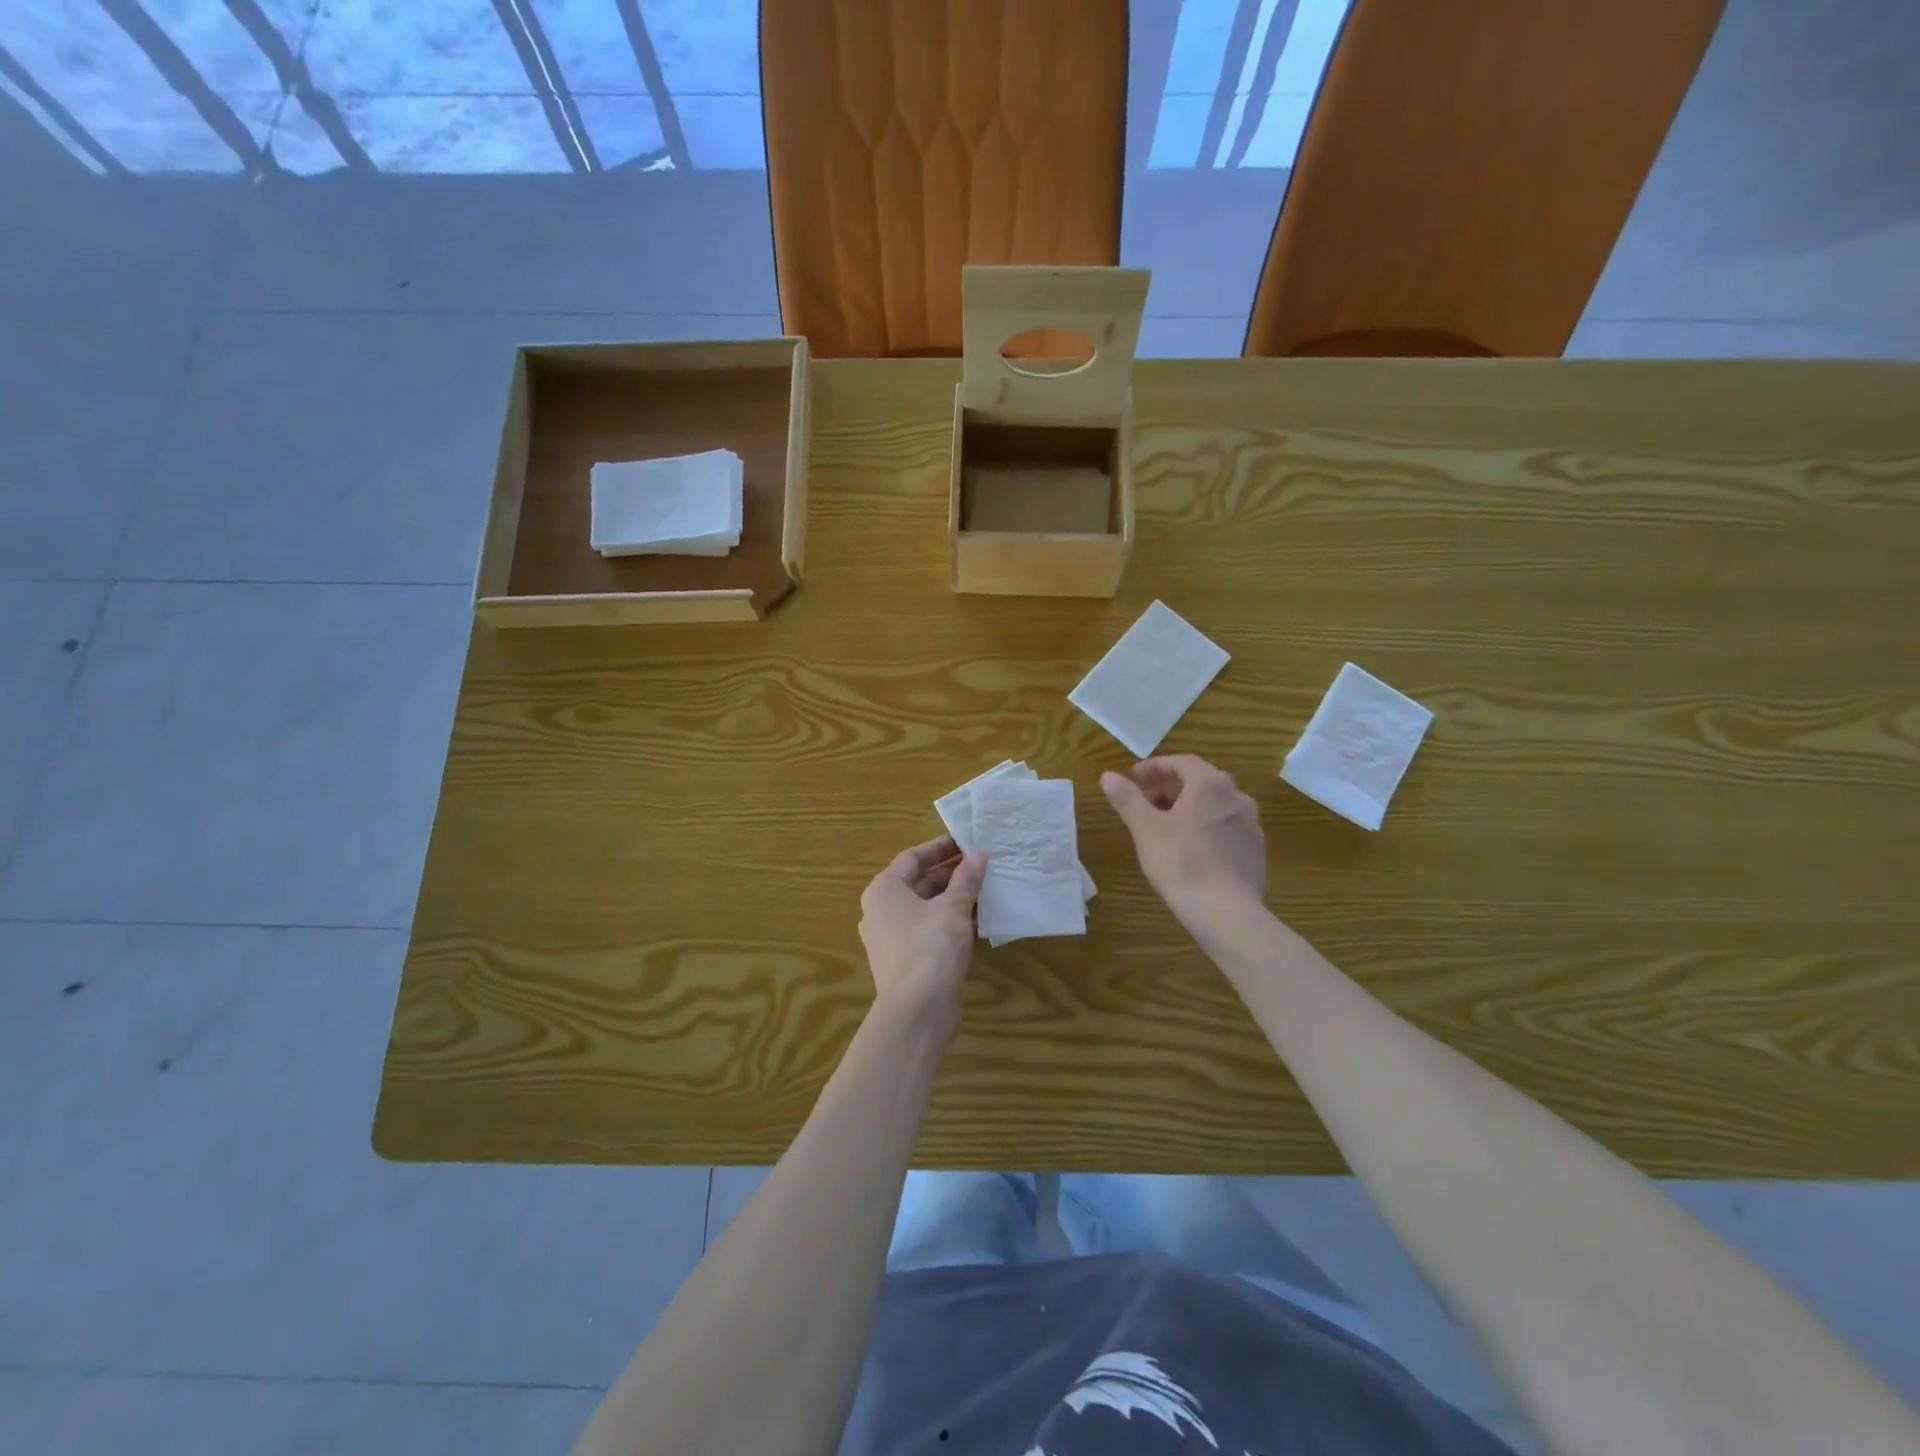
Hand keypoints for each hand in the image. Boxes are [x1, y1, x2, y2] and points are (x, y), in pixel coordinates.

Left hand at [858, 835, 987, 1027]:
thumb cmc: (930, 947)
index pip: (912, 858)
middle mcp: (880, 910)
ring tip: (983, 890)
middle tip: (980, 866)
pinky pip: (926, 930)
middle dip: (950, 874)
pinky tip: (975, 921)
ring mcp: (890, 938)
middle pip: (917, 883)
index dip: (939, 848)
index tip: (965, 842)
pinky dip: (948, 922)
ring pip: (924, 908)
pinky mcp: (903, 961)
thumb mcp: (953, 908)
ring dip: (951, 898)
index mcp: (884, 890)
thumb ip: (966, 879)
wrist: (916, 1010)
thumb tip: (979, 856)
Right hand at [1101, 755, 1266, 923]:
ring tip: (1165, 825)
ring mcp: (1250, 824)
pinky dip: (1206, 827)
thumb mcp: (1145, 829)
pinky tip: (1190, 848)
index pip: (1181, 762)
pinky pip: (1226, 827)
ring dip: (1189, 807)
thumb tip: (1108, 776)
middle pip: (1201, 781)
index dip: (1155, 767)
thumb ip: (1127, 798)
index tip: (1134, 777)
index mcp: (1210, 784)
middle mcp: (1236, 797)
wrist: (1227, 912)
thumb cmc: (1181, 862)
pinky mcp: (1256, 851)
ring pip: (1215, 805)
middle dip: (1171, 787)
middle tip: (1146, 801)